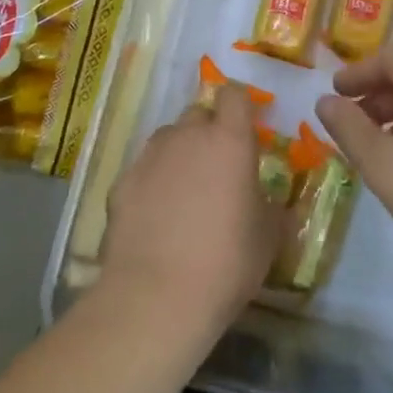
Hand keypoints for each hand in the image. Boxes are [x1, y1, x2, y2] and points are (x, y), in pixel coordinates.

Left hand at [101, 83, 282, 340]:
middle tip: (217, 168)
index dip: (239, 107)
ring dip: (179, 153)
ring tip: (184, 193)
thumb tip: (269, 200)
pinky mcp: (122, 180)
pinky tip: (155, 217)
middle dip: (208, 131)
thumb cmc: (227, 263)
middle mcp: (187, 136)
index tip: (245, 129)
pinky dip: (152, 182)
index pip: (234, 96)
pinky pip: (144, 169)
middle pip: (199, 114)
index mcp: (229, 140)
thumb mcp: (268, 237)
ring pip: (168, 139)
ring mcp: (150, 155)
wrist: (157, 296)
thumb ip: (270, 206)